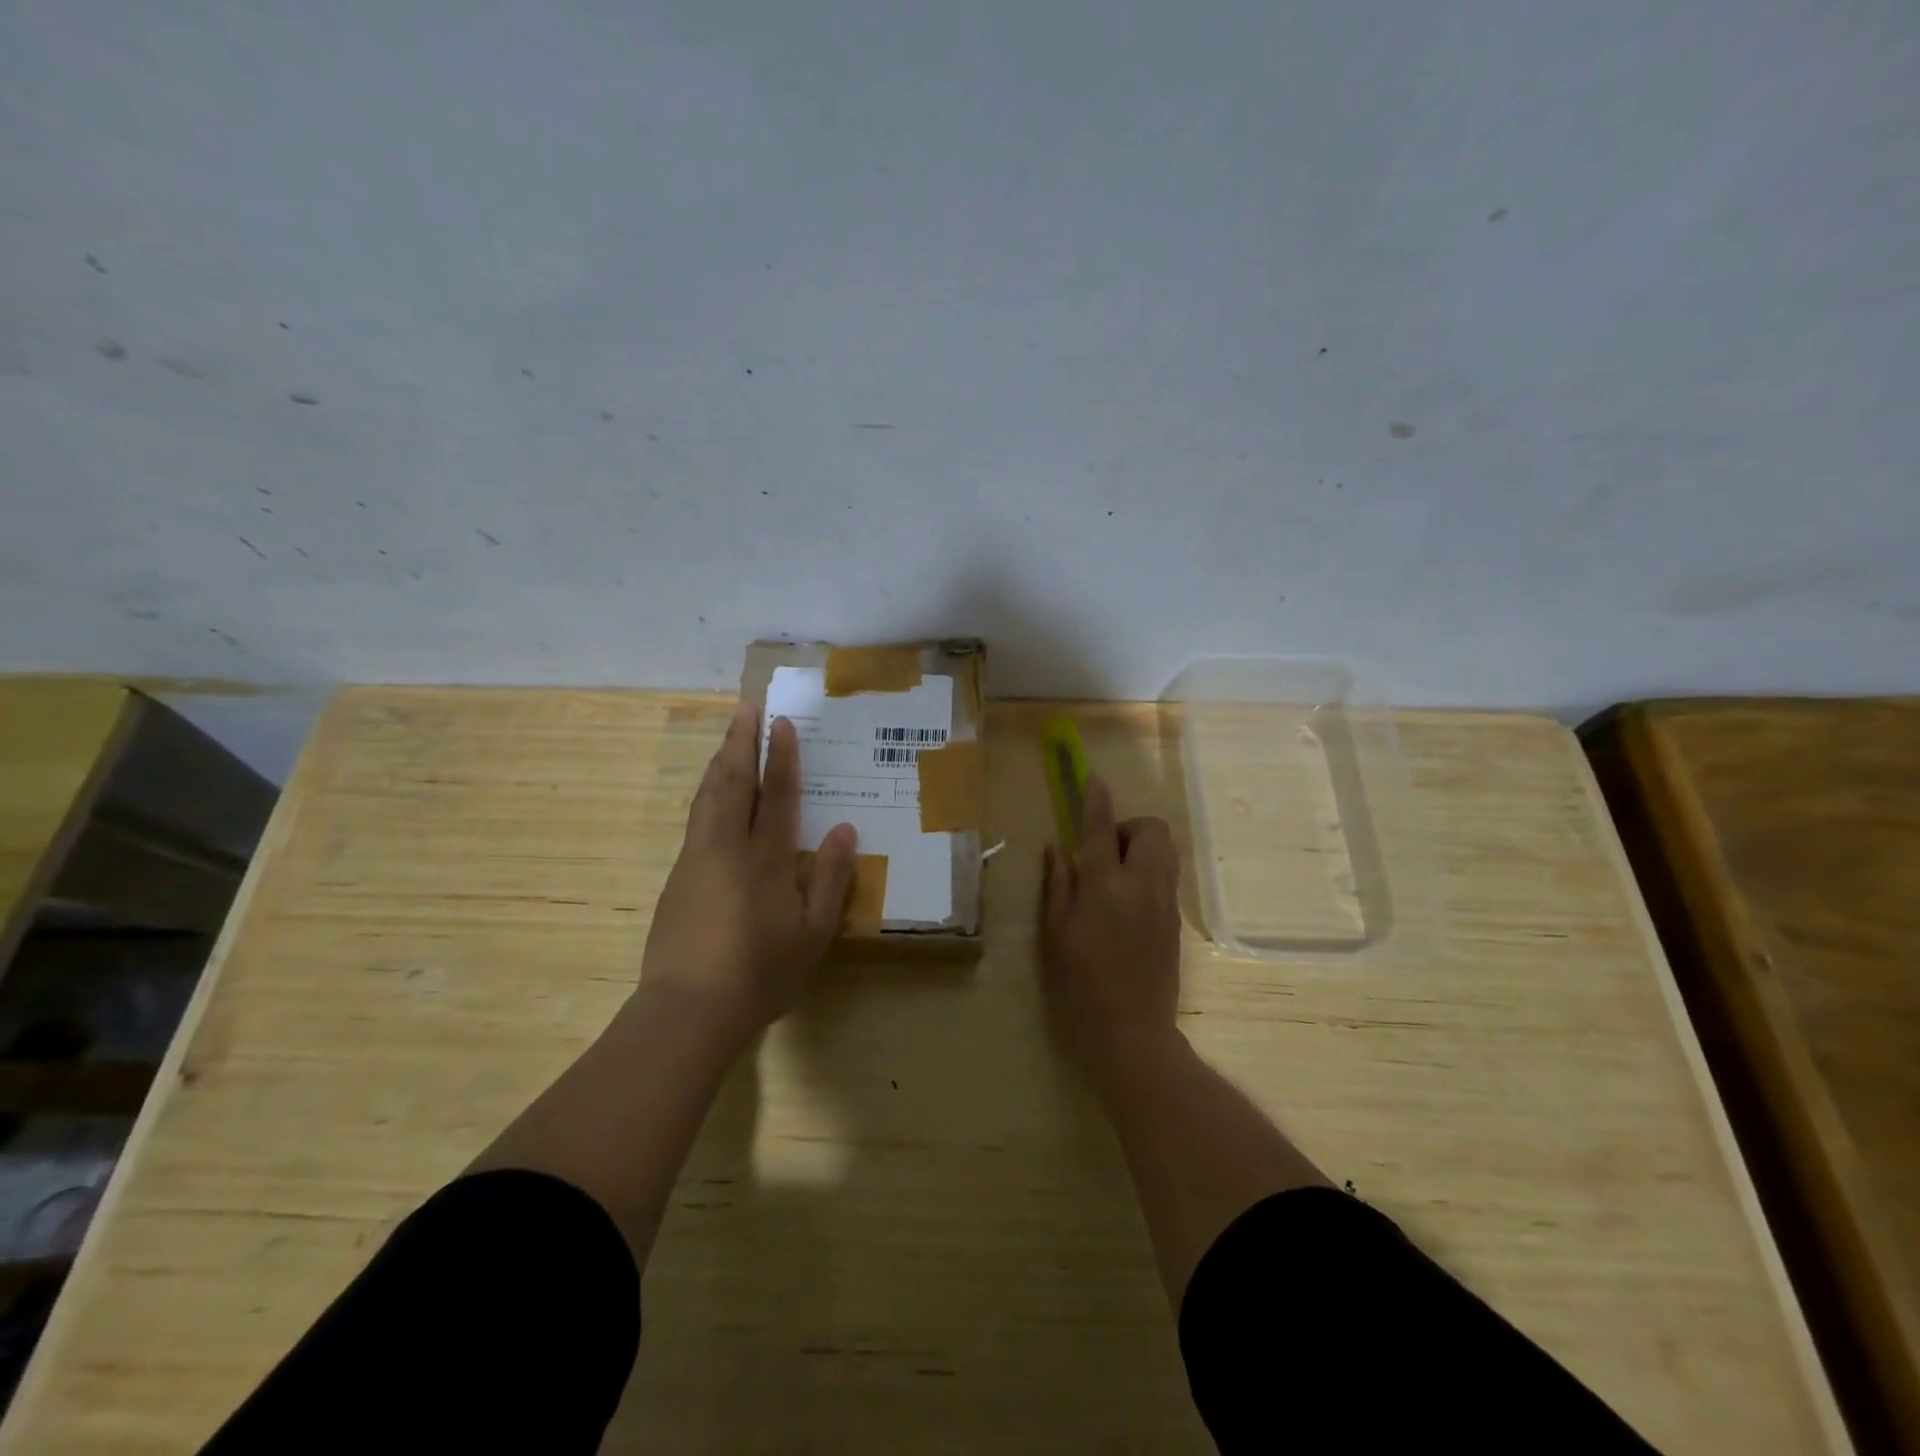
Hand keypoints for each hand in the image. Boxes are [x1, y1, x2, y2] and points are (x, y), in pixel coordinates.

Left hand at [638, 702, 855, 1044]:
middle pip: (732, 783)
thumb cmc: (761, 973)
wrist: (688, 1009)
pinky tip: (711, 794)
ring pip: (707, 797)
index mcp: (766, 858)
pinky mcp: (677, 877)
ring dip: (719, 762)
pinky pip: (696, 818)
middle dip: (739, 743)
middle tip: (745, 709)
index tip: (780, 723)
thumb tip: (843, 830)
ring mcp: (696, 860)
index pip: (775, 794)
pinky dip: (707, 792)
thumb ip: (829, 879)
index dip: (780, 757)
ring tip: (728, 738)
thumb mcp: (813, 933)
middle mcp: (727, 847)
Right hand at [1038, 775, 1183, 1074]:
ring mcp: (1165, 904)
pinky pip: (1167, 876)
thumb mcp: (1054, 936)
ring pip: (1165, 850)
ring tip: (1113, 875)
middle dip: (1128, 827)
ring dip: (1141, 847)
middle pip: (1151, 830)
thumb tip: (1057, 848)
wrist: (1131, 1036)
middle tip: (1102, 852)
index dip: (1096, 801)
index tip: (1093, 780)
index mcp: (1105, 887)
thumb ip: (1057, 885)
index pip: (1101, 830)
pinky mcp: (1175, 922)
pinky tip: (1126, 901)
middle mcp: (1142, 886)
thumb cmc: (1078, 988)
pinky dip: (1149, 870)